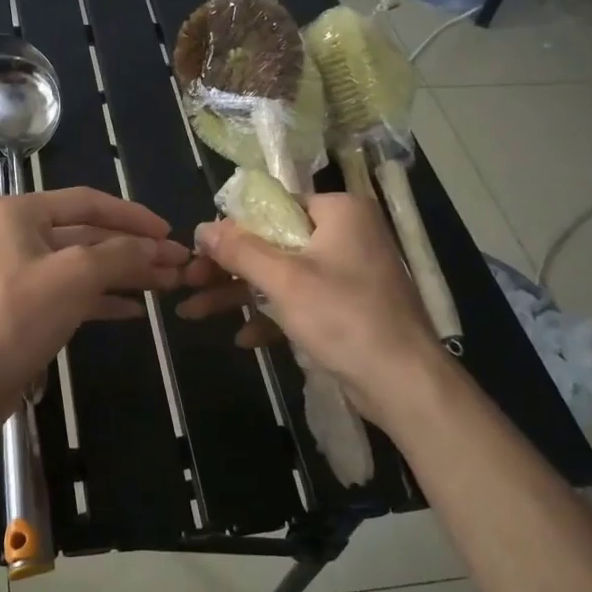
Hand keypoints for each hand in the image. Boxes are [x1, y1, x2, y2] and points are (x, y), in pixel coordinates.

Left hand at [0, 186, 189, 433]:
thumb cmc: (15, 317)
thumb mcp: (74, 277)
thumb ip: (120, 254)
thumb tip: (156, 249)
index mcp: (19, 213)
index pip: (88, 202)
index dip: (133, 216)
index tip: (169, 232)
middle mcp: (16, 235)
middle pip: (88, 234)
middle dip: (133, 249)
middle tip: (177, 264)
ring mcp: (20, 272)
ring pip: (83, 265)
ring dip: (124, 274)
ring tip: (166, 285)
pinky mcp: (25, 307)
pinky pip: (71, 293)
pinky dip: (102, 299)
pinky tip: (135, 309)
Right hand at [179, 193, 442, 421]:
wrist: (404, 383)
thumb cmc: (344, 318)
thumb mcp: (284, 281)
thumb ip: (240, 251)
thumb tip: (201, 228)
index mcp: (339, 212)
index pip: (273, 207)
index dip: (231, 229)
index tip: (198, 252)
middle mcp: (346, 234)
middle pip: (272, 243)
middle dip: (228, 269)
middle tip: (188, 284)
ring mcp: (347, 272)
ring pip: (281, 275)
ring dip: (240, 295)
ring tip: (194, 312)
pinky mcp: (347, 306)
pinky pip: (300, 300)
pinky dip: (272, 316)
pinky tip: (245, 338)